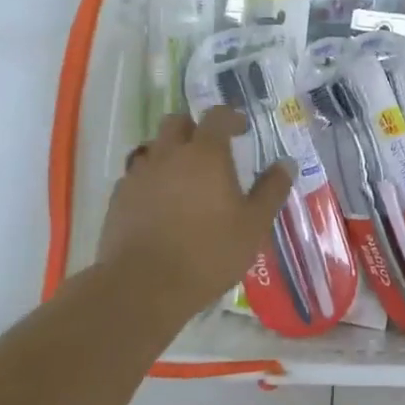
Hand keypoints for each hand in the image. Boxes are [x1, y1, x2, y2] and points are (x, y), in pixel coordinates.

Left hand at [92, 107, 293, 331]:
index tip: (242, 129)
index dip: (231, 118)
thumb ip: (272, 190)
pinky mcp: (118, 199)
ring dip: (169, 153)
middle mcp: (168, 154)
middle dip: (194, 128)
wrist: (143, 288)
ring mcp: (139, 175)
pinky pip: (136, 176)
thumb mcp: (254, 225)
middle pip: (176, 122)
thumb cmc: (209, 252)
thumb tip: (286, 164)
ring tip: (184, 178)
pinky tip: (159, 204)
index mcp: (205, 154)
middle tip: (210, 149)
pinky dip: (150, 180)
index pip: (217, 116)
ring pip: (153, 148)